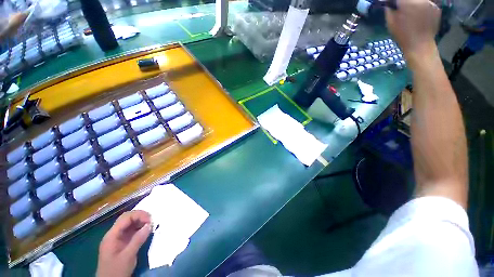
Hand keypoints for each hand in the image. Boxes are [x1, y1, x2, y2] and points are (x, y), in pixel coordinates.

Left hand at [96, 211, 151, 276]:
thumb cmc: (116, 270)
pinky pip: (131, 230)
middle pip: (127, 218)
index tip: (150, 220)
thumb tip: (149, 225)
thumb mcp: (128, 256)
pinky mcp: (122, 243)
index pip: (126, 217)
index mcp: (112, 235)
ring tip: (151, 226)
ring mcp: (117, 238)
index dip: (139, 215)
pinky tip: (146, 231)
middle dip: (141, 217)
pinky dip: (139, 228)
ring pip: (130, 223)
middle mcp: (114, 234)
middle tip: (152, 221)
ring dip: (141, 222)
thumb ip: (138, 240)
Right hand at [385, 0, 440, 62]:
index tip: (393, 4)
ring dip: (415, 3)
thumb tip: (389, 4)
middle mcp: (421, 0)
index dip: (396, 1)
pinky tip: (420, 14)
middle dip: (406, 2)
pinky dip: (423, 6)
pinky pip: (428, 3)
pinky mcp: (436, 8)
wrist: (420, 46)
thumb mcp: (391, 23)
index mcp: (408, 3)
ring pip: (420, 0)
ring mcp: (431, 3)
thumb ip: (389, 10)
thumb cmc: (402, 36)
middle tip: (402, 8)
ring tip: (412, 11)